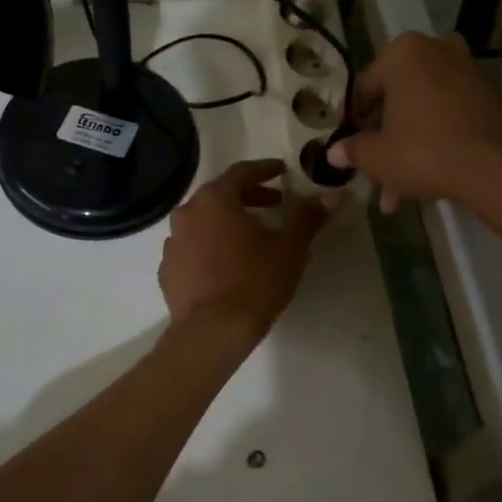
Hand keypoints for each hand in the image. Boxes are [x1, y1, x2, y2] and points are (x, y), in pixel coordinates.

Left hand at [159, 160, 332, 339]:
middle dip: (249, 197)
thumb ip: (308, 217)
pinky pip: (192, 248)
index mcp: (215, 199)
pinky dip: (209, 247)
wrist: (212, 331)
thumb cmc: (255, 281)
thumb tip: (334, 195)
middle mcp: (187, 213)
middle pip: (220, 195)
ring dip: (227, 223)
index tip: (282, 171)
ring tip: (251, 237)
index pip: (242, 172)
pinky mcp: (167, 269)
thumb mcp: (290, 248)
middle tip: (274, 205)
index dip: (265, 170)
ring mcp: (173, 242)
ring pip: (204, 222)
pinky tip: (226, 264)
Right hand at [327, 31, 501, 211]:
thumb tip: (334, 152)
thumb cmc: (424, 152)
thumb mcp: (376, 156)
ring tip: (397, 190)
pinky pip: (450, 116)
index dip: (351, 122)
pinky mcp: (492, 96)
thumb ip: (352, 149)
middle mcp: (437, 50)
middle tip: (373, 172)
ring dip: (407, 146)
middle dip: (383, 140)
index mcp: (403, 53)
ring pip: (423, 111)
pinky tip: (428, 176)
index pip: (363, 88)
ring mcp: (469, 71)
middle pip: (396, 99)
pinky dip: (436, 139)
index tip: (347, 147)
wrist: (499, 169)